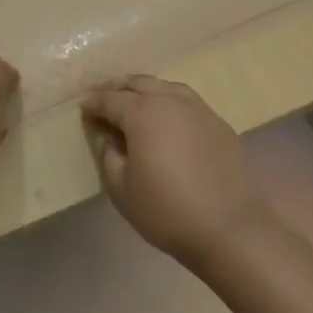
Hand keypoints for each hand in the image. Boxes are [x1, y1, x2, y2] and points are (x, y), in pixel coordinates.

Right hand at [80, 75, 270, 266]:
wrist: (230, 229)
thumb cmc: (166, 210)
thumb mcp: (120, 188)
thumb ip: (108, 154)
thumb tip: (107, 135)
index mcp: (142, 113)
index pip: (110, 99)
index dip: (93, 101)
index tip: (83, 106)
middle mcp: (170, 100)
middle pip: (139, 83)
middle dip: (118, 88)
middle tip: (104, 97)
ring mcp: (199, 109)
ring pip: (165, 87)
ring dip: (145, 91)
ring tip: (134, 103)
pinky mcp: (219, 123)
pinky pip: (186, 102)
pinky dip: (169, 102)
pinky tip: (167, 120)